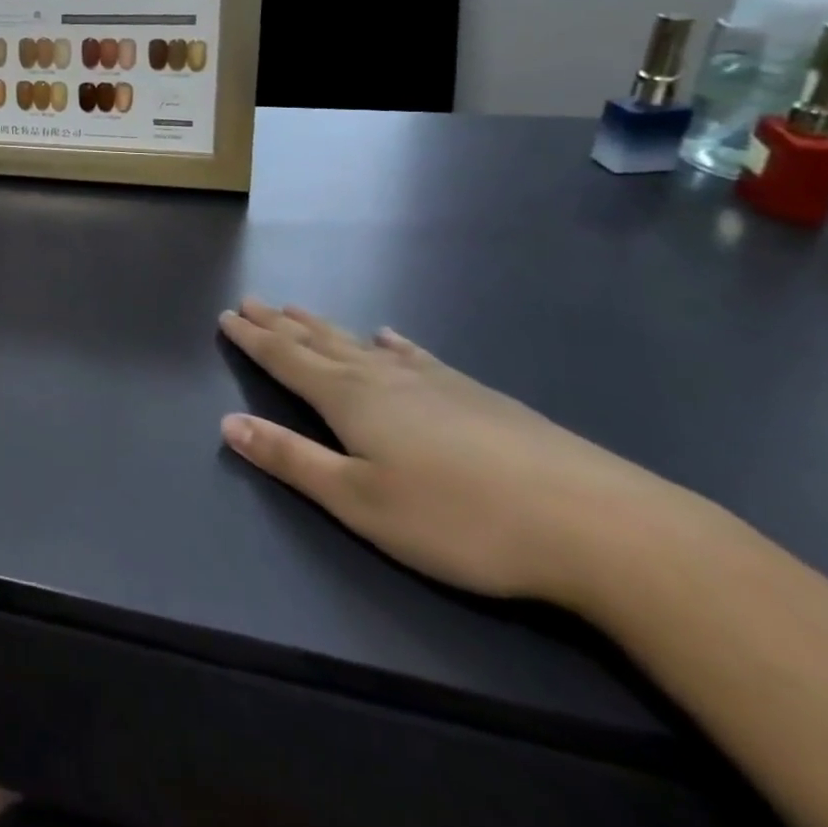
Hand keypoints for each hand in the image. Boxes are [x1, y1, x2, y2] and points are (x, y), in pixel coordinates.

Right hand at [218, 299, 680, 606]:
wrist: (600, 526)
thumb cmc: (462, 521)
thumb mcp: (360, 503)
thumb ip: (291, 460)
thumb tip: (227, 423)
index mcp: (349, 400)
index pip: (286, 360)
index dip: (253, 339)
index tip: (227, 315)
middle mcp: (383, 378)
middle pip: (318, 343)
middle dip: (280, 324)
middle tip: (251, 301)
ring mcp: (434, 382)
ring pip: (361, 344)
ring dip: (324, 327)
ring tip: (298, 309)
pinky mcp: (478, 396)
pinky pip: (417, 355)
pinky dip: (393, 343)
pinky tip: (390, 335)